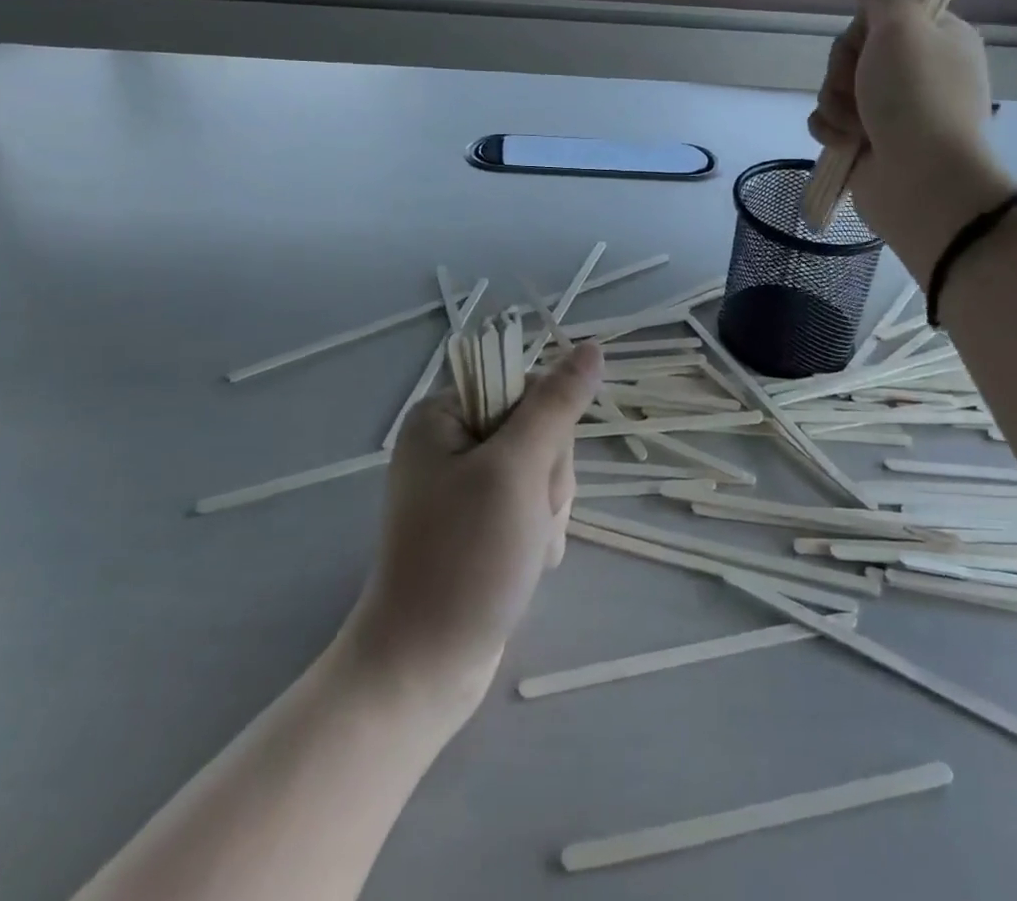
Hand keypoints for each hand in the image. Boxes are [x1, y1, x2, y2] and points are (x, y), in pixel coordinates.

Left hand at [343, 342, 602, 721]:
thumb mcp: (516, 471)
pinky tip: (528, 564)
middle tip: (526, 517)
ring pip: (544, 470)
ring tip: (526, 549)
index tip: (534, 469)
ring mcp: (467, 485)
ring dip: (549, 510)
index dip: (547, 426)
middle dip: (548, 477)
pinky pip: (534, 505)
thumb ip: (556, 405)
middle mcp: (452, 442)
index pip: (525, 386)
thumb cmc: (464, 560)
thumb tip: (592, 347)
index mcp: (443, 415)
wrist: (424, 670)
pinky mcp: (482, 522)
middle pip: (539, 430)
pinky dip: (541, 533)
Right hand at [809, 0, 1016, 284]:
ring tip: (858, 126)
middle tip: (864, 90)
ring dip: (837, 104)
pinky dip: (832, 130)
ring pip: (835, 88)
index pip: (877, 15)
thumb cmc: (918, 98)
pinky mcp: (868, 142)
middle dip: (845, 72)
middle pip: (850, 52)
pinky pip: (829, 121)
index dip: (862, 30)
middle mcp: (915, 71)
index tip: (870, 44)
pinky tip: (846, 143)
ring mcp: (891, 109)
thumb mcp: (900, 28)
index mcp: (935, 38)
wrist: (923, 183)